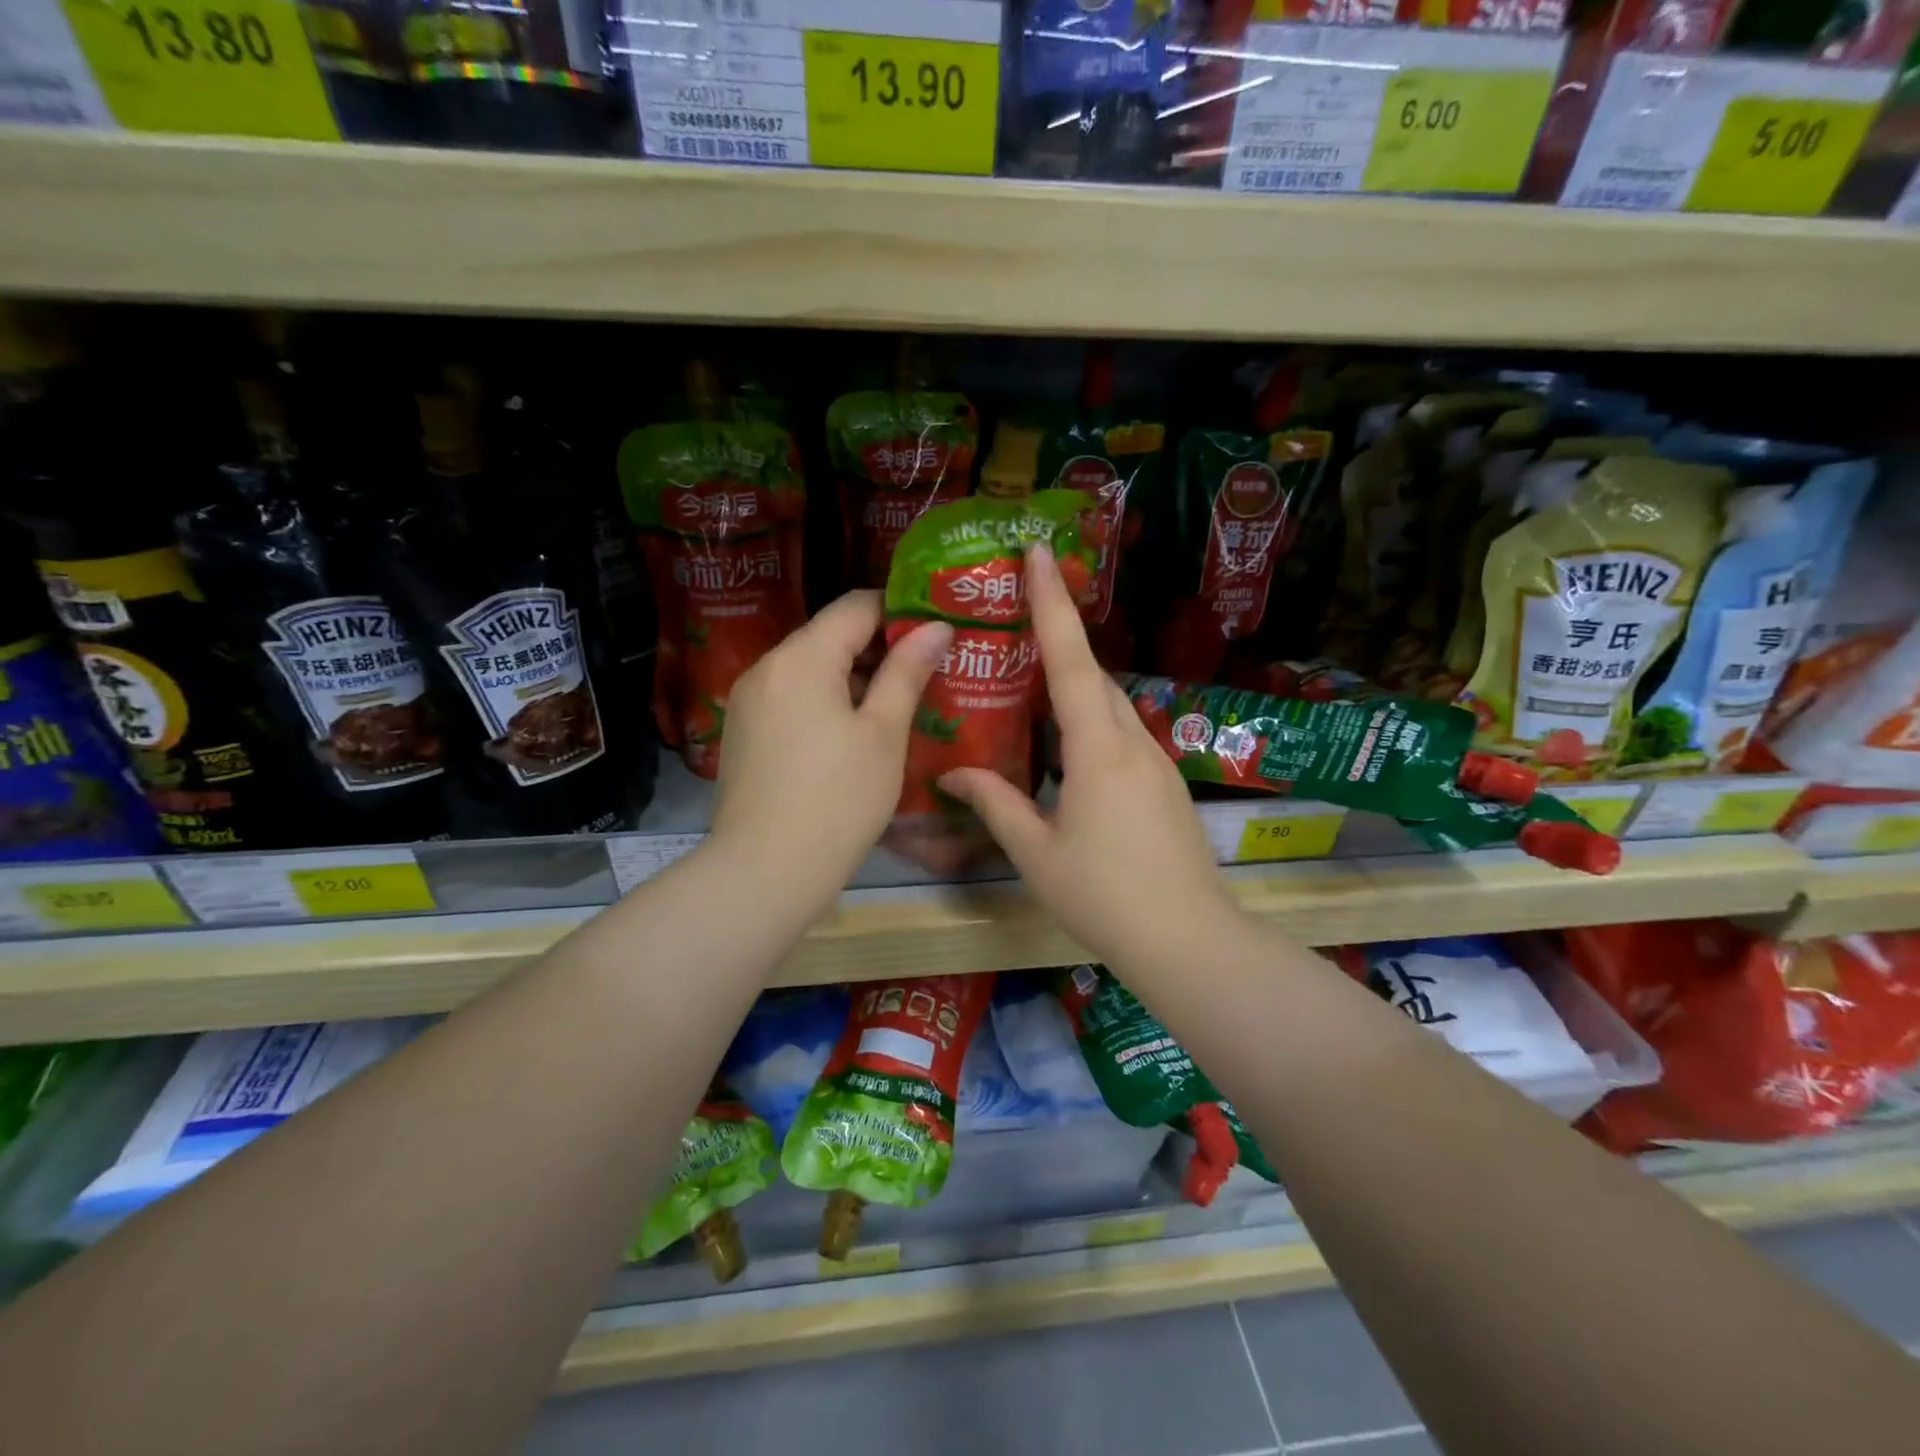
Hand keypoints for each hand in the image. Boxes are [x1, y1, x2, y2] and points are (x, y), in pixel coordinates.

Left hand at [710, 591, 950, 914]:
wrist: (765, 872)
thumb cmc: (838, 799)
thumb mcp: (883, 733)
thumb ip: (907, 672)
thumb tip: (936, 626)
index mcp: (801, 657)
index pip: (856, 605)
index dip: (901, 612)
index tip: (935, 634)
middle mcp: (766, 667)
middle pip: (829, 635)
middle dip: (878, 648)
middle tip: (926, 673)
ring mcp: (748, 701)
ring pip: (810, 669)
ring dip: (853, 678)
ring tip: (896, 706)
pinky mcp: (744, 733)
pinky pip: (791, 698)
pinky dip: (824, 702)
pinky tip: (852, 736)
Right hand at [938, 545, 1235, 969]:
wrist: (1187, 938)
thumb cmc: (1104, 894)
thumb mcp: (1036, 852)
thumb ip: (995, 803)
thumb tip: (951, 774)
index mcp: (1098, 747)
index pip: (1070, 659)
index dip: (1052, 602)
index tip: (1039, 552)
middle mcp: (1132, 740)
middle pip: (1092, 674)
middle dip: (1059, 636)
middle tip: (1017, 616)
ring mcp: (1156, 761)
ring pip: (1109, 705)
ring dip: (1074, 684)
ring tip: (1031, 682)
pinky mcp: (1165, 783)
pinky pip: (1121, 734)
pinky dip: (1090, 721)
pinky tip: (1065, 746)